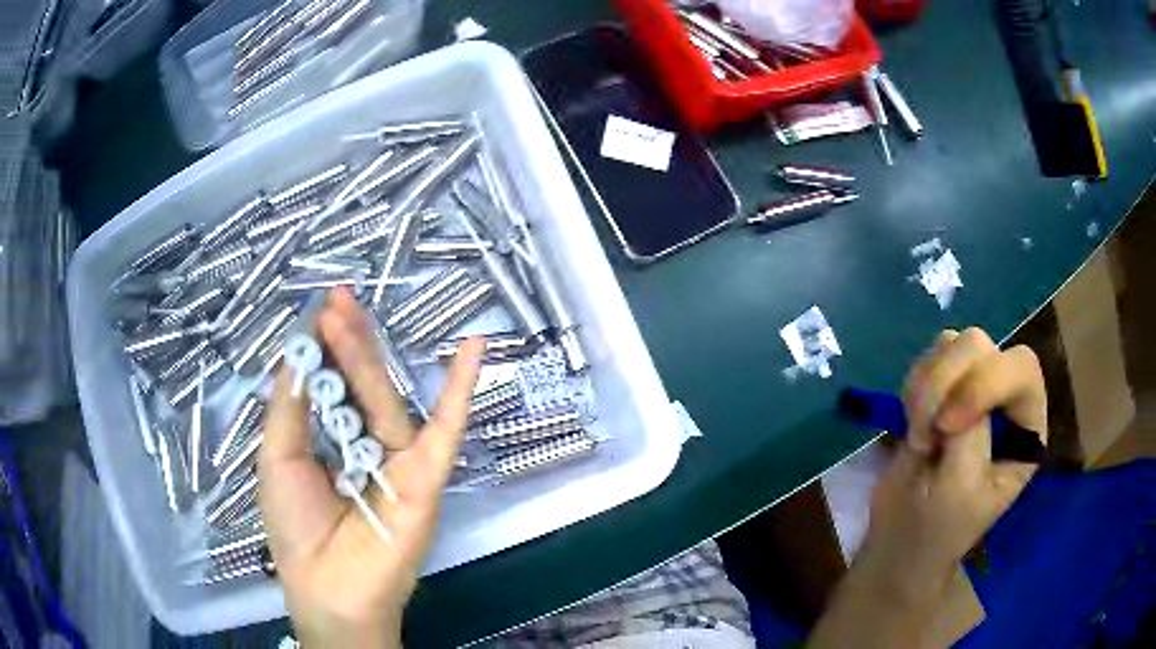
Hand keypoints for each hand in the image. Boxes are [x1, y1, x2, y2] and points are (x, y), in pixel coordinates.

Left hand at [258, 288, 483, 648]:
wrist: (329, 586)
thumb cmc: (295, 526)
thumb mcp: (277, 458)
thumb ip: (289, 406)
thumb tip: (299, 351)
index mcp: (329, 441)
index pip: (330, 383)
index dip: (324, 346)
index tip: (318, 310)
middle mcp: (365, 443)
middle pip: (358, 382)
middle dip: (345, 338)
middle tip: (335, 299)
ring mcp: (399, 458)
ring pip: (385, 397)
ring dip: (370, 353)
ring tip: (350, 311)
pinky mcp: (426, 475)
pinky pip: (447, 428)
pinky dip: (461, 388)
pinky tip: (474, 347)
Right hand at [862, 328, 1047, 601]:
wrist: (899, 538)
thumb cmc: (939, 525)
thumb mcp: (960, 488)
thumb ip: (970, 432)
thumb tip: (958, 384)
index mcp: (1026, 427)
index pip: (1021, 369)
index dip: (985, 384)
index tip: (946, 426)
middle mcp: (1005, 399)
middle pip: (983, 346)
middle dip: (946, 383)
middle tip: (926, 432)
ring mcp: (973, 390)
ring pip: (952, 345)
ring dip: (927, 388)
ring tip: (919, 435)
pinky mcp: (943, 389)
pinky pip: (928, 359)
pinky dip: (914, 387)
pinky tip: (913, 422)